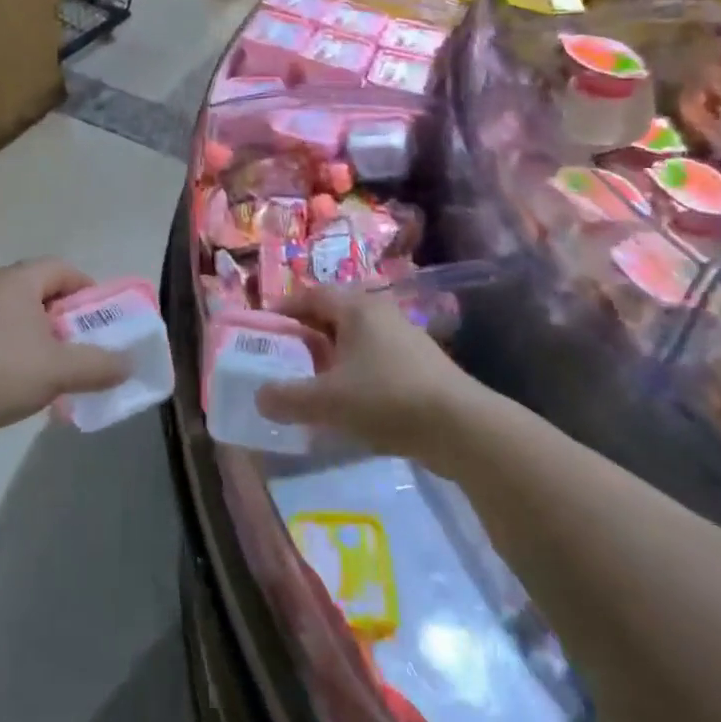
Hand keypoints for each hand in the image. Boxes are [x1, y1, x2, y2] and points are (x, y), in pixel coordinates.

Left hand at [0, 259, 131, 448]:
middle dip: (66, 322)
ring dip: (41, 344)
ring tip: (54, 376)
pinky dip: (15, 358)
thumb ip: (98, 365)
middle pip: (41, 294)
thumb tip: (129, 363)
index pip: (63, 268)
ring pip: (18, 321)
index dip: (87, 289)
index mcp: (18, 281)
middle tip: (82, 349)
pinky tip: (20, 390)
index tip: (101, 319)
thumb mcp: (58, 369)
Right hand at [255, 285, 475, 461]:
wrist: (461, 425)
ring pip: (355, 337)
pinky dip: (355, 370)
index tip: (264, 328)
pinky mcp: (420, 362)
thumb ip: (288, 398)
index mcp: (355, 307)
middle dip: (307, 333)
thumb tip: (259, 396)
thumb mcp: (328, 401)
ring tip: (314, 380)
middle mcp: (379, 312)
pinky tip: (350, 400)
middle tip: (284, 356)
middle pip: (333, 314)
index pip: (310, 295)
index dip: (284, 309)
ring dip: (332, 353)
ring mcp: (403, 335)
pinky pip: (374, 356)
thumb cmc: (386, 398)